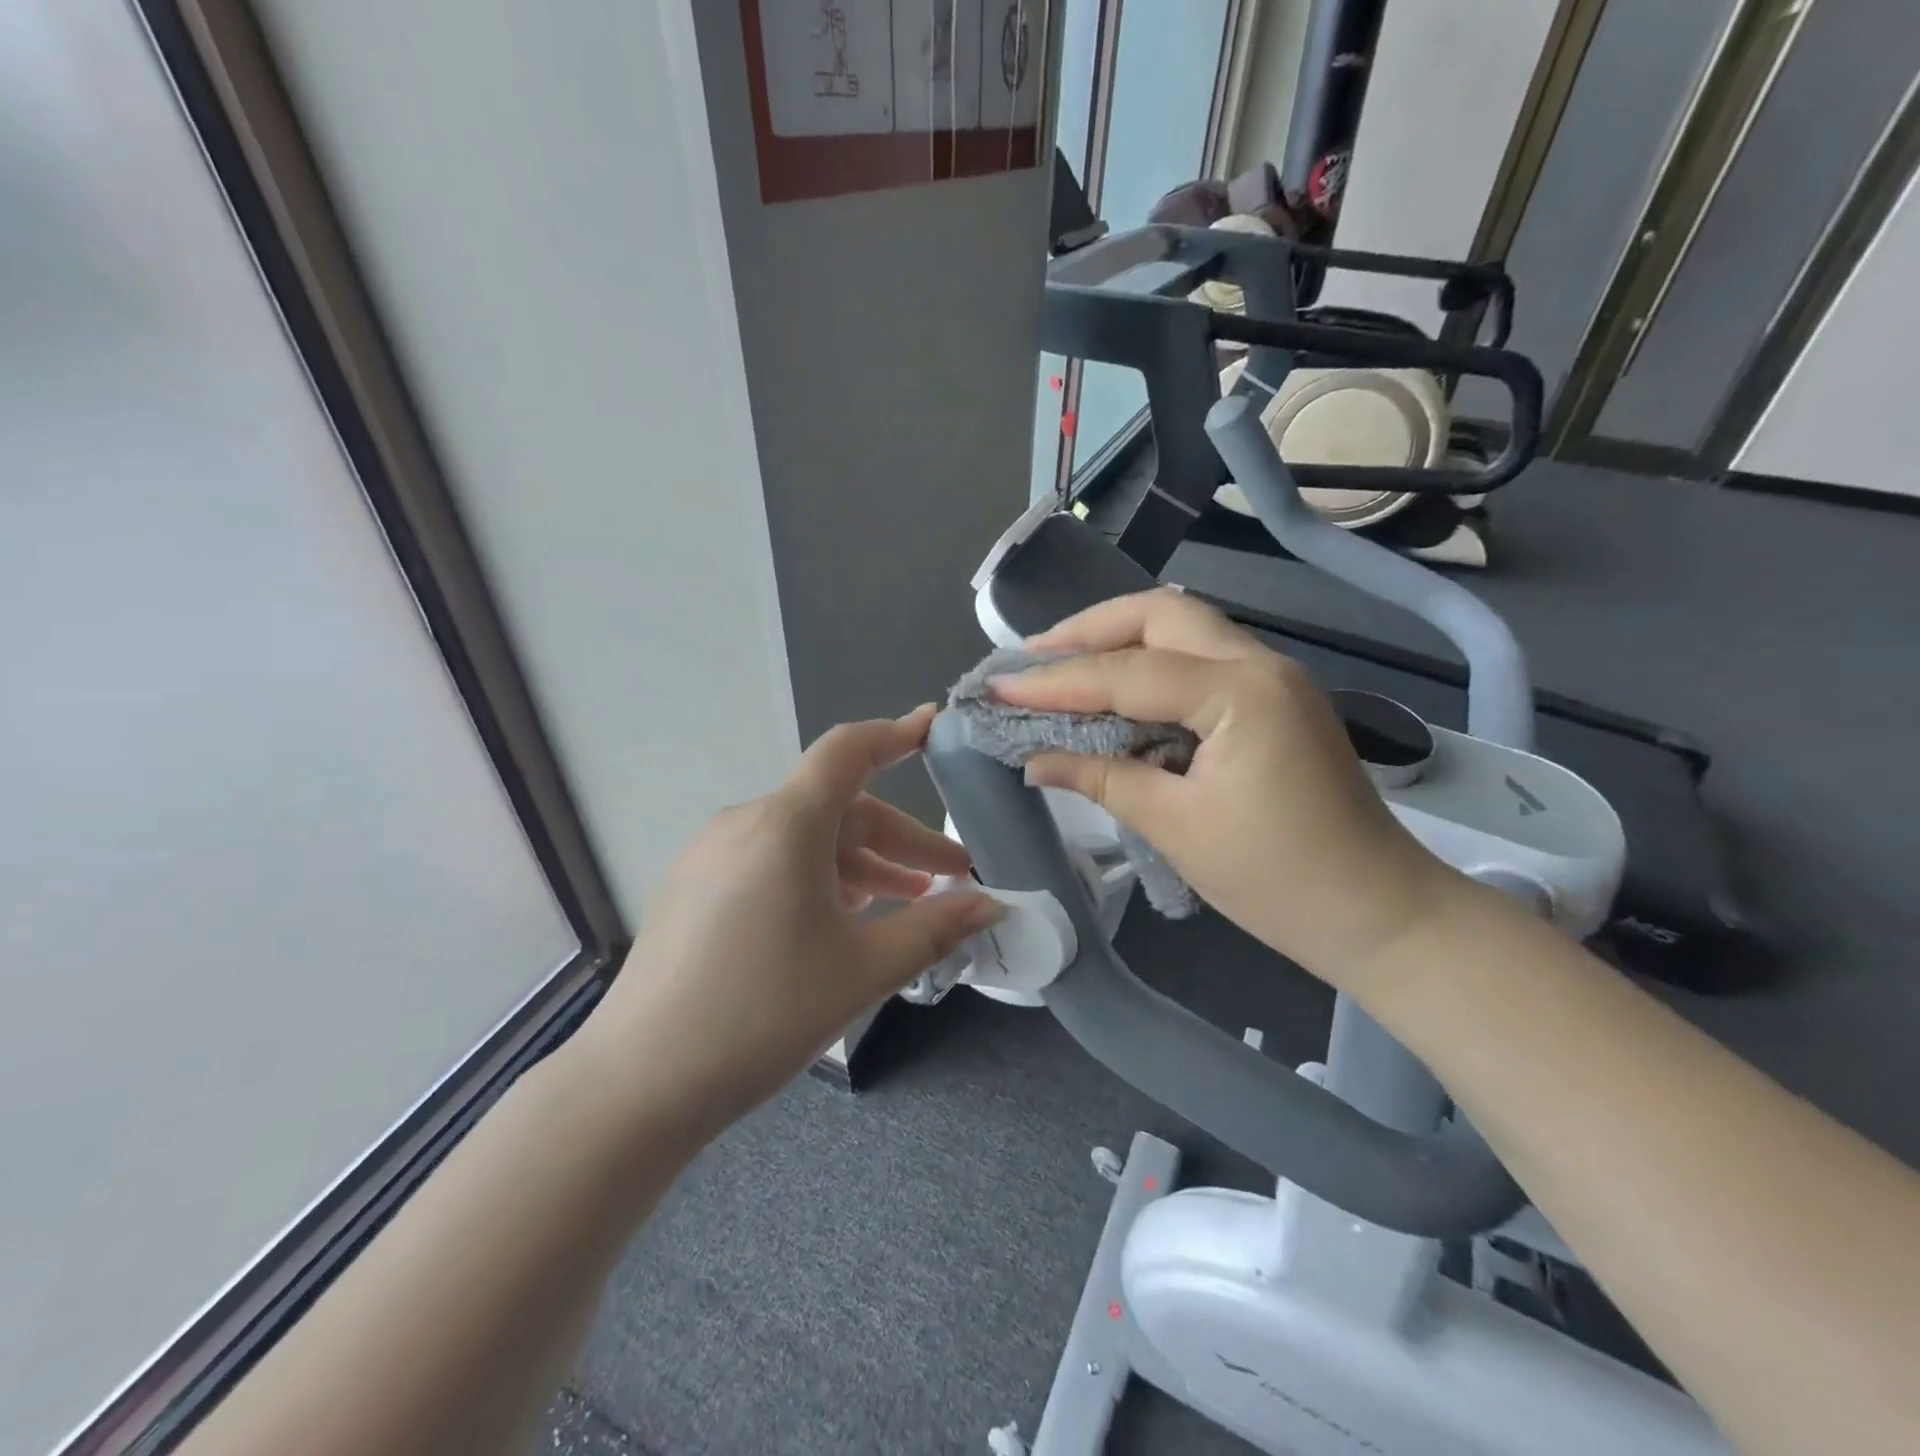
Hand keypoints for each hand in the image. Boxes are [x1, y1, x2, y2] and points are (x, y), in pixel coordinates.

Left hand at [566, 706, 1002, 1147]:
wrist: (638, 1083)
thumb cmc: (761, 1015)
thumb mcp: (862, 971)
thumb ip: (934, 930)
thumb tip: (990, 907)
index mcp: (785, 825)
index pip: (848, 751)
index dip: (896, 734)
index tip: (933, 726)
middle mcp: (745, 823)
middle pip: (837, 808)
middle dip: (900, 840)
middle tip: (951, 879)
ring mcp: (712, 854)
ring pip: (806, 840)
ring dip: (861, 864)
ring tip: (906, 901)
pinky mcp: (694, 886)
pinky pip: (771, 861)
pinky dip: (818, 877)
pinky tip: (840, 920)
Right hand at [994, 590, 1457, 988]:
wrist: (1379, 913)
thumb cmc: (1279, 879)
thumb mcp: (1177, 827)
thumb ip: (1101, 778)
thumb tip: (1033, 759)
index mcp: (1240, 693)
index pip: (1127, 673)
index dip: (1056, 681)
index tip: (998, 687)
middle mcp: (1260, 664)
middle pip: (1160, 614)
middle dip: (1088, 629)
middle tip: (1032, 658)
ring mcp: (1273, 677)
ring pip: (1182, 628)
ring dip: (1118, 640)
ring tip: (1061, 666)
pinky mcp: (1273, 700)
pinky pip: (1199, 659)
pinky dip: (1149, 665)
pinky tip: (1115, 692)